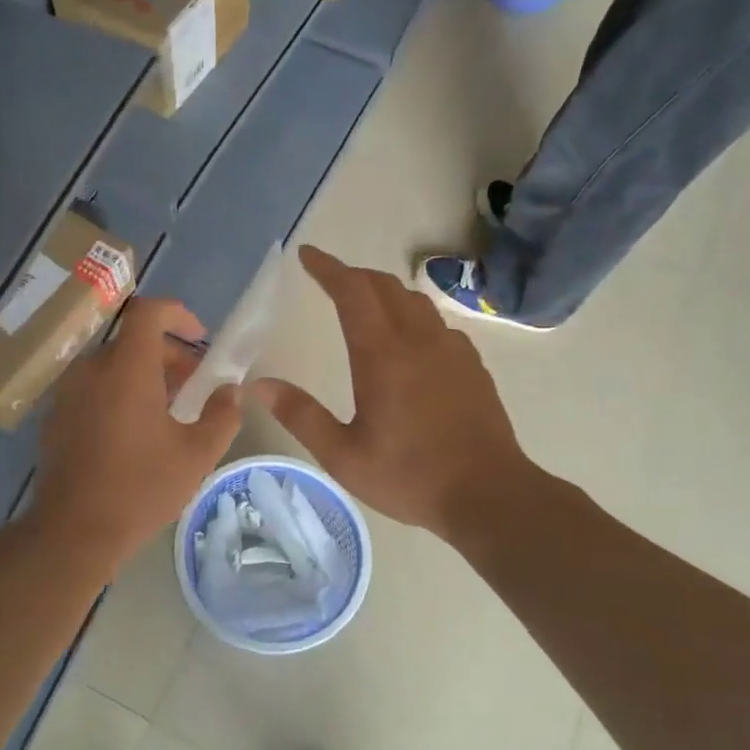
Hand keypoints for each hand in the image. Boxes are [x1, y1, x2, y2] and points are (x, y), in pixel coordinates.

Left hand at [33, 296, 241, 571]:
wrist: (73, 531)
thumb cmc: (141, 488)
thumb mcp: (197, 454)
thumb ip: (223, 415)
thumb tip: (232, 391)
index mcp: (127, 368)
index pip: (148, 311)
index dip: (178, 314)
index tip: (199, 338)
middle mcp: (91, 369)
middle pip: (133, 341)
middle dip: (168, 355)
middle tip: (194, 386)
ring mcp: (68, 392)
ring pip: (112, 365)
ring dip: (144, 376)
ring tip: (168, 412)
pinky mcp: (55, 416)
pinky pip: (93, 388)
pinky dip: (118, 393)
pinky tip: (133, 432)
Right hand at [253, 246, 531, 540]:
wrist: (490, 494)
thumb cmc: (410, 477)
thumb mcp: (343, 456)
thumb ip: (301, 416)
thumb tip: (260, 386)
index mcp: (383, 356)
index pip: (352, 292)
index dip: (327, 269)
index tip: (306, 255)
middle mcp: (419, 340)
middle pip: (385, 286)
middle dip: (353, 275)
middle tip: (328, 279)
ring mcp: (452, 350)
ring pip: (415, 301)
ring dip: (385, 292)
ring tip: (365, 303)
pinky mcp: (472, 365)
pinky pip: (437, 323)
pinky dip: (412, 315)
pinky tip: (408, 342)